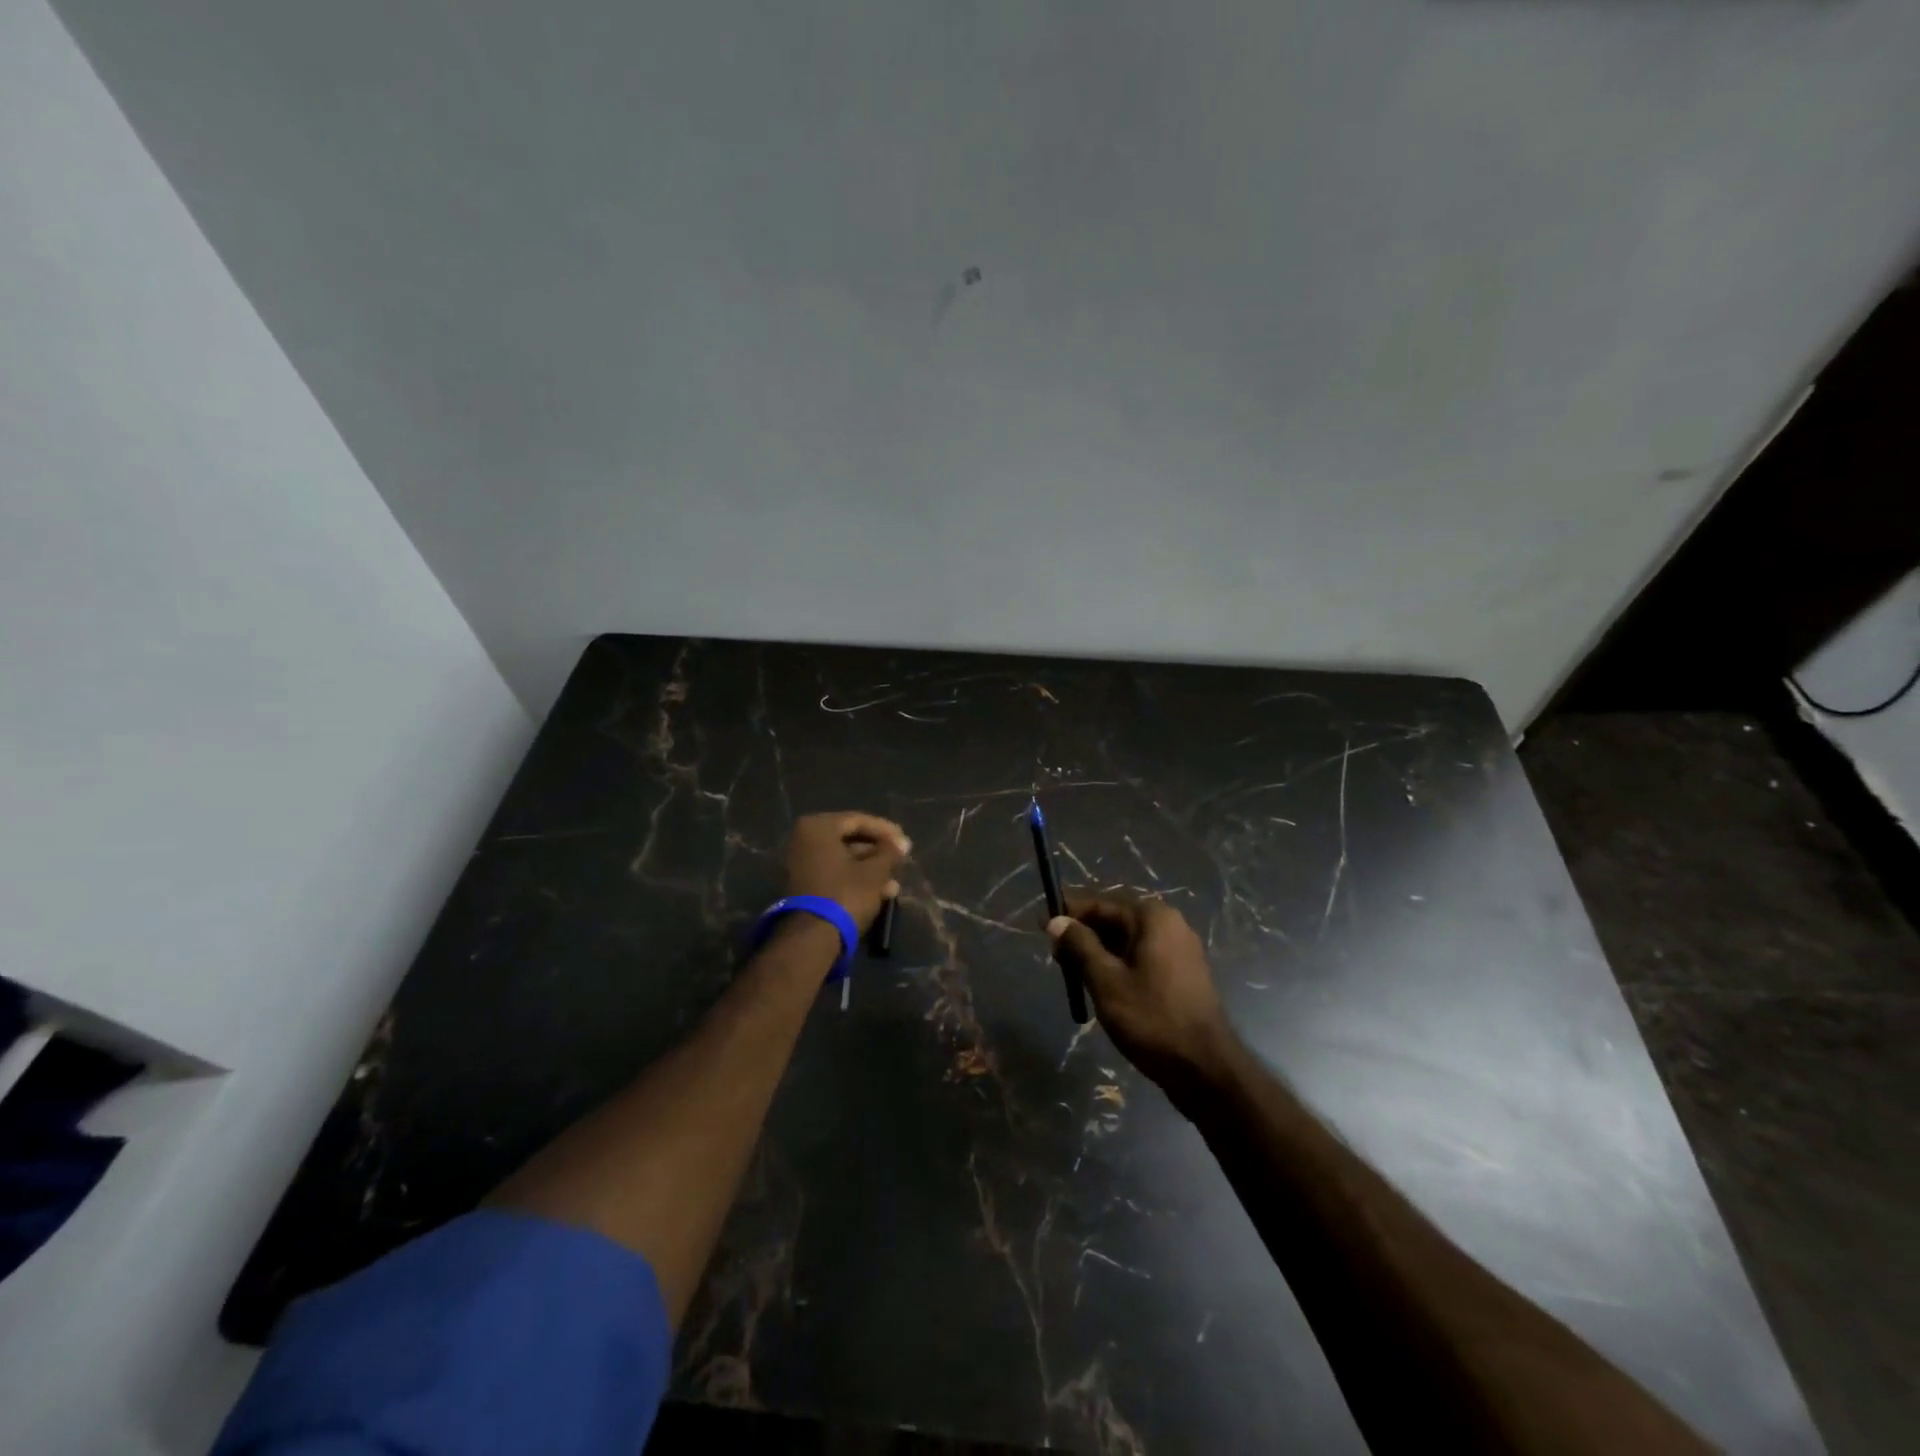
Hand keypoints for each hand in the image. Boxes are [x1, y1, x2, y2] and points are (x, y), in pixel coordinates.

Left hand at [783, 812, 910, 929]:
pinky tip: (882, 891)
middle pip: (850, 839)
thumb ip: (889, 852)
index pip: (858, 820)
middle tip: (900, 859)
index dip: (885, 830)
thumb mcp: (874, 872)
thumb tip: (902, 843)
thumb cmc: (845, 894)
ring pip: (844, 859)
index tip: (905, 841)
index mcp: (818, 827)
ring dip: (871, 868)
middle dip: (878, 852)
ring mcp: (802, 863)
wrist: (812, 938)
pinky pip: (836, 873)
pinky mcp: (805, 885)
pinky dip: (857, 878)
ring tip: (895, 881)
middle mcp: (805, 840)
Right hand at [1048, 896, 1235, 1098]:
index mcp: (1152, 917)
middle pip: (1115, 920)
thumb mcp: (1106, 981)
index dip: (1068, 913)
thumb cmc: (1151, 1019)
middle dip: (1083, 935)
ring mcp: (1181, 950)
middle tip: (1056, 958)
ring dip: (1099, 953)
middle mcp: (1170, 924)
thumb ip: (1079, 946)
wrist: (1206, 1069)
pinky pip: (1142, 958)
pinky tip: (1102, 987)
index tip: (1041, 925)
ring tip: (1074, 975)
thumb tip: (1056, 921)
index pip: (1100, 904)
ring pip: (1128, 941)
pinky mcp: (1184, 974)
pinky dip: (1119, 965)